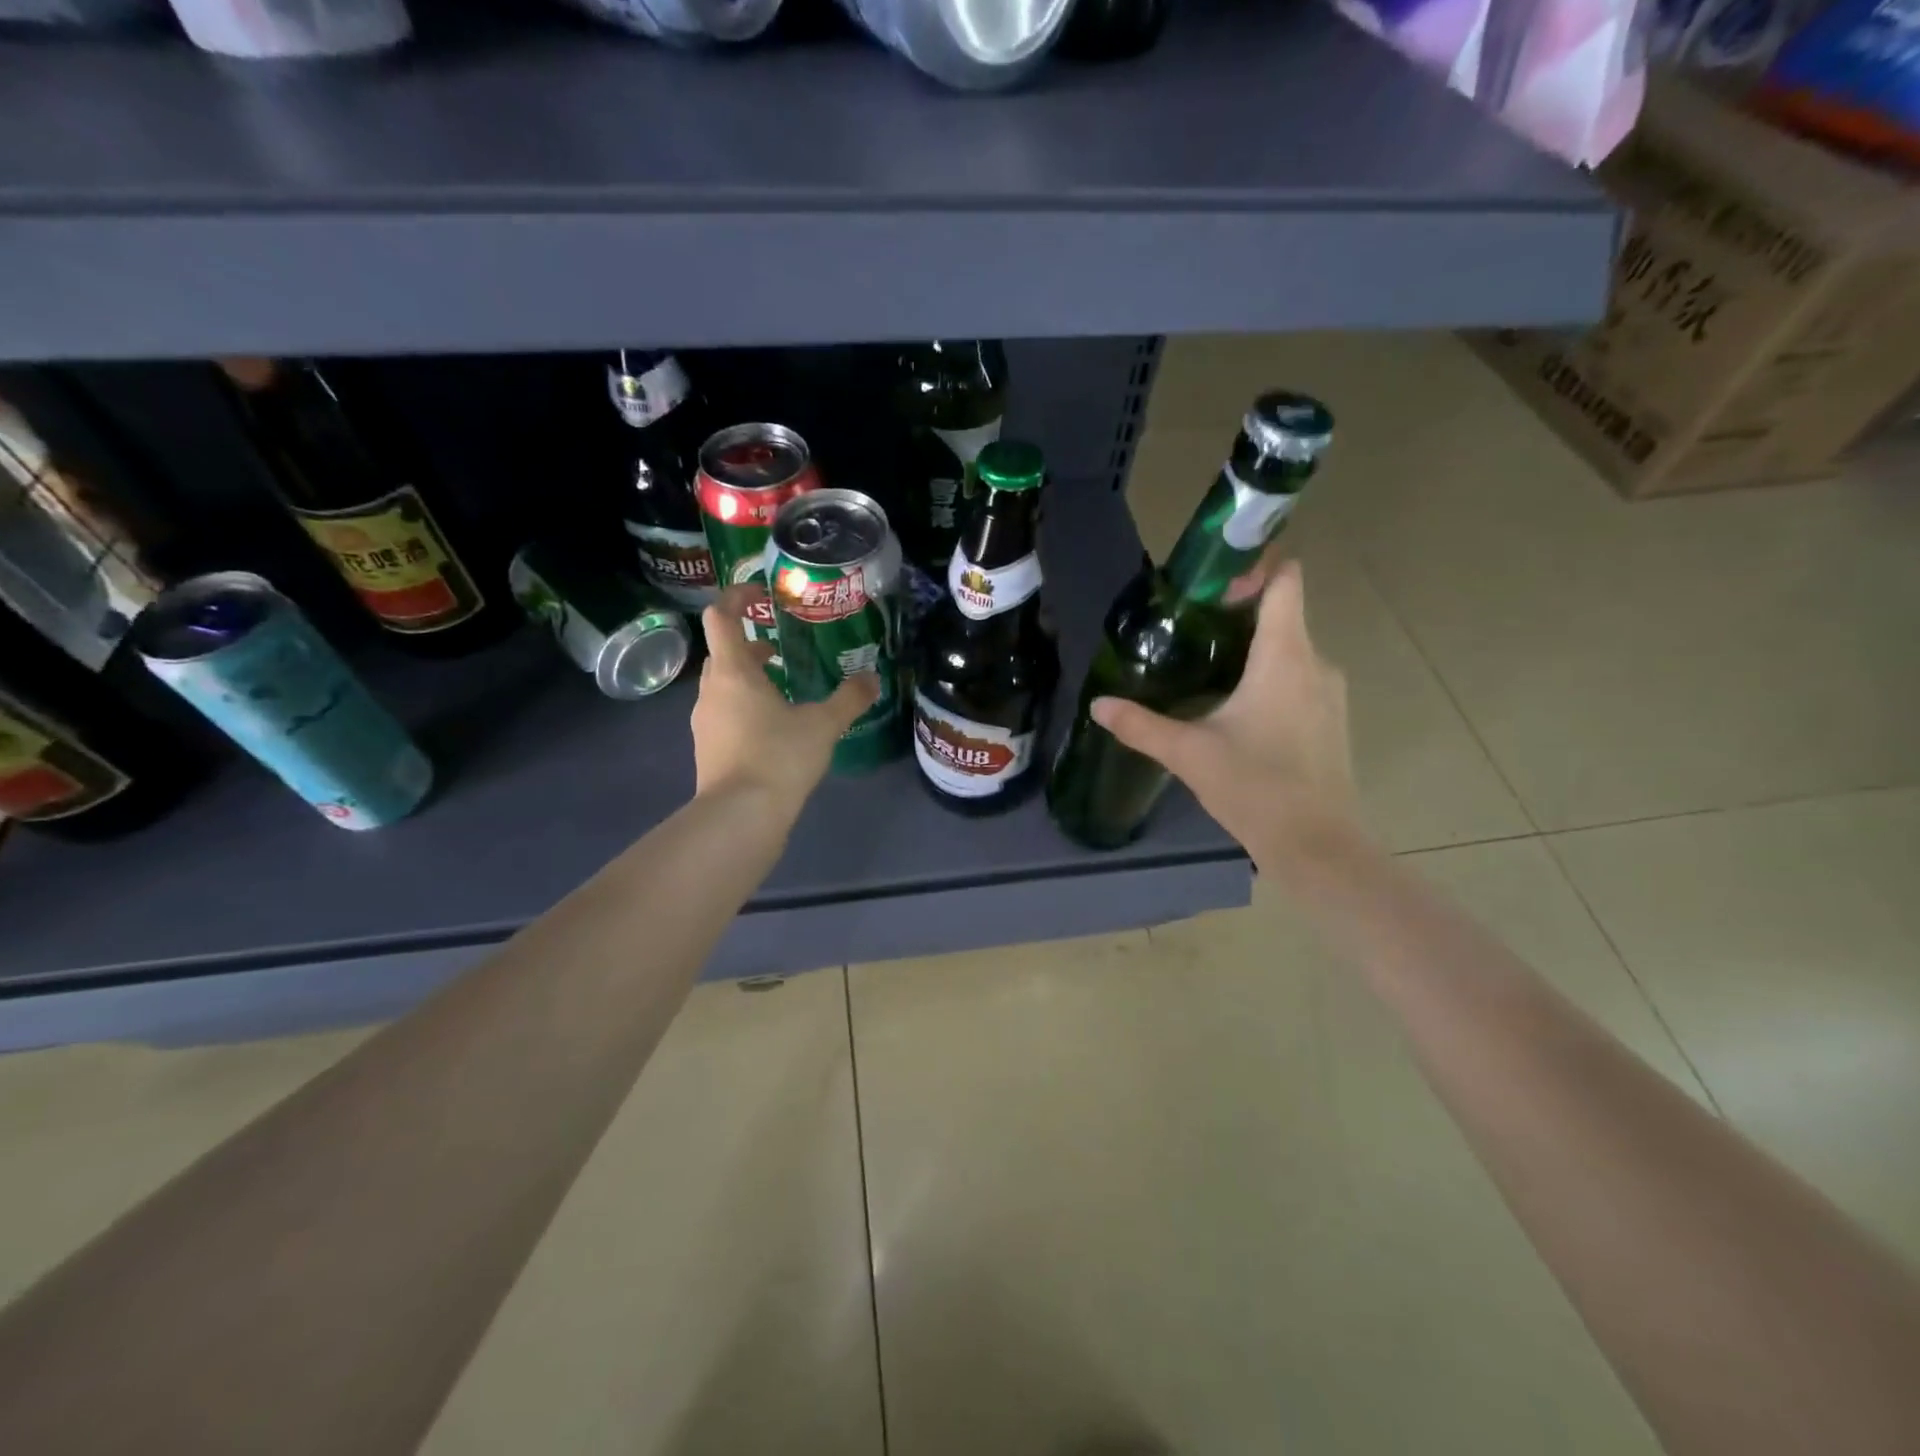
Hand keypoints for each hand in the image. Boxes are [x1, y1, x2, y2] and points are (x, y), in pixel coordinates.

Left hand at [691, 589, 879, 814]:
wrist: (740, 816)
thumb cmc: (778, 757)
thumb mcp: (823, 725)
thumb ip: (849, 699)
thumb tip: (873, 678)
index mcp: (734, 671)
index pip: (721, 616)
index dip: (737, 597)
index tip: (761, 595)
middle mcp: (711, 690)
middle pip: (723, 652)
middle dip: (750, 644)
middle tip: (782, 648)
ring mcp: (704, 721)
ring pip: (723, 685)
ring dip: (748, 678)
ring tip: (783, 689)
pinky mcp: (707, 748)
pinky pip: (724, 712)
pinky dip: (744, 707)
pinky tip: (773, 728)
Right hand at [1090, 560, 1362, 871]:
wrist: (1317, 845)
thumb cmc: (1255, 787)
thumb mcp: (1188, 753)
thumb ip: (1140, 725)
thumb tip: (1098, 705)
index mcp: (1285, 656)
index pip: (1286, 581)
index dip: (1255, 568)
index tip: (1212, 584)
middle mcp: (1316, 663)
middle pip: (1283, 614)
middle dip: (1239, 614)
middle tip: (1189, 628)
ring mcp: (1330, 693)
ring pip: (1291, 649)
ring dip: (1253, 649)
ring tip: (1206, 668)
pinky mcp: (1331, 720)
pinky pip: (1300, 678)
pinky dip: (1270, 678)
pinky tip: (1237, 710)